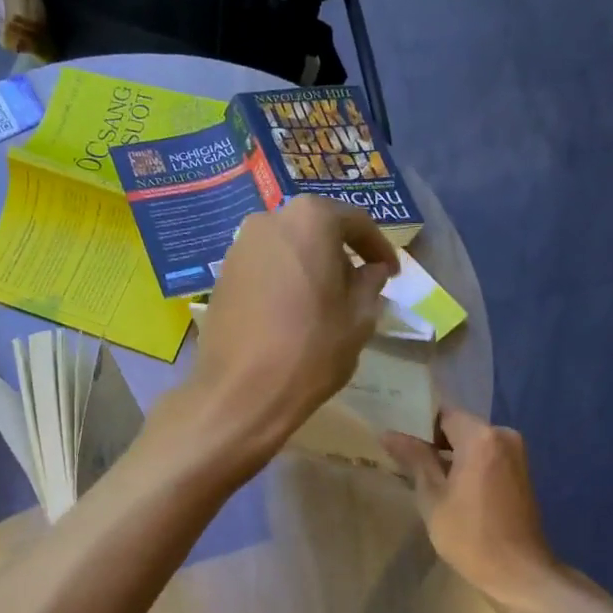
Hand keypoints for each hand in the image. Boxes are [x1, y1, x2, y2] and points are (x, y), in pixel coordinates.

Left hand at [176, 195, 395, 462]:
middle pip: (316, 230)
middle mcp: (269, 221)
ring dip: (310, 269)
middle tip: (358, 287)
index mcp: (310, 220)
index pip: (355, 222)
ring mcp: (239, 248)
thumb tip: (371, 271)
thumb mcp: (359, 319)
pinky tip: (293, 313)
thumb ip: (369, 285)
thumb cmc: (311, 351)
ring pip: (287, 249)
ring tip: (325, 303)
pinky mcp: (221, 276)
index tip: (391, 273)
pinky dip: (284, 282)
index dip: (378, 248)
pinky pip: (264, 269)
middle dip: (340, 255)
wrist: (241, 392)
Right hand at [383, 409, 559, 605]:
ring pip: (473, 443)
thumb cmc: (469, 535)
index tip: (395, 435)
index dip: (417, 422)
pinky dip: (467, 464)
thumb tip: (389, 433)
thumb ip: (414, 458)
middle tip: (401, 454)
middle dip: (432, 439)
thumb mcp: (432, 496)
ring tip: (419, 471)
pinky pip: (486, 457)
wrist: (517, 572)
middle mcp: (503, 436)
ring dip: (449, 454)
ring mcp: (516, 455)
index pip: (442, 413)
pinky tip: (447, 484)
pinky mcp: (520, 473)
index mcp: (481, 437)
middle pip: (459, 426)